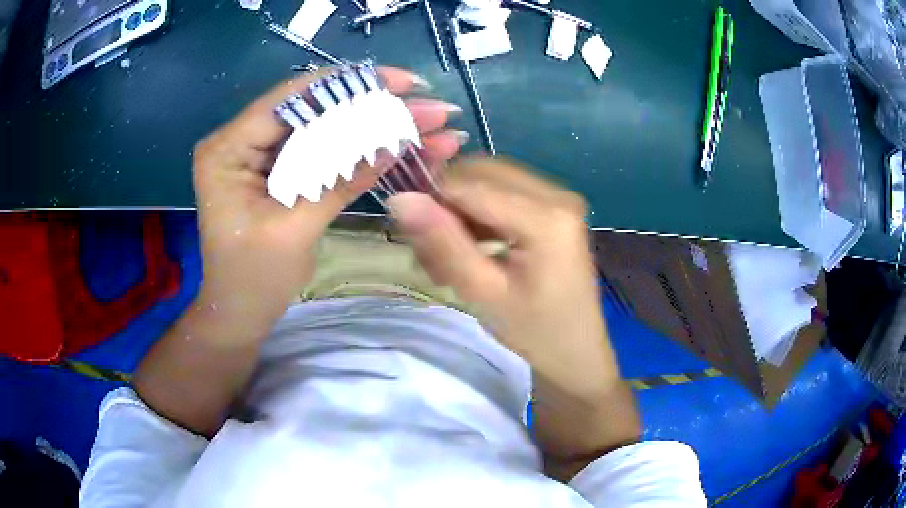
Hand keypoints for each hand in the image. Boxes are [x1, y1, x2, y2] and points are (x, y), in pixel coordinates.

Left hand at [191, 68, 463, 330]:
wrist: (239, 314)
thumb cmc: (252, 280)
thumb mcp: (295, 229)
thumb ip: (341, 180)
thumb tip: (396, 141)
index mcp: (228, 148)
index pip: (293, 99)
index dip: (351, 86)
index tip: (404, 83)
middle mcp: (242, 139)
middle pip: (314, 109)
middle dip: (374, 106)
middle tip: (427, 106)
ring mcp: (261, 155)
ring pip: (325, 128)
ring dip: (375, 126)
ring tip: (427, 125)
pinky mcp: (279, 171)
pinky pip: (324, 151)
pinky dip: (361, 149)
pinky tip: (401, 145)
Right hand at [388, 157, 614, 396]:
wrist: (577, 350)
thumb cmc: (535, 332)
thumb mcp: (483, 293)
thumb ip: (443, 244)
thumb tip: (400, 199)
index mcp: (547, 216)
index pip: (470, 184)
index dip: (429, 198)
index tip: (408, 233)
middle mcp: (556, 193)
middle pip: (479, 173)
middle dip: (445, 204)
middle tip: (430, 253)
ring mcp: (558, 197)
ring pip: (487, 180)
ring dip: (459, 210)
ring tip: (448, 257)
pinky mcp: (553, 206)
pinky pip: (502, 193)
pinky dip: (477, 215)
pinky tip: (470, 248)